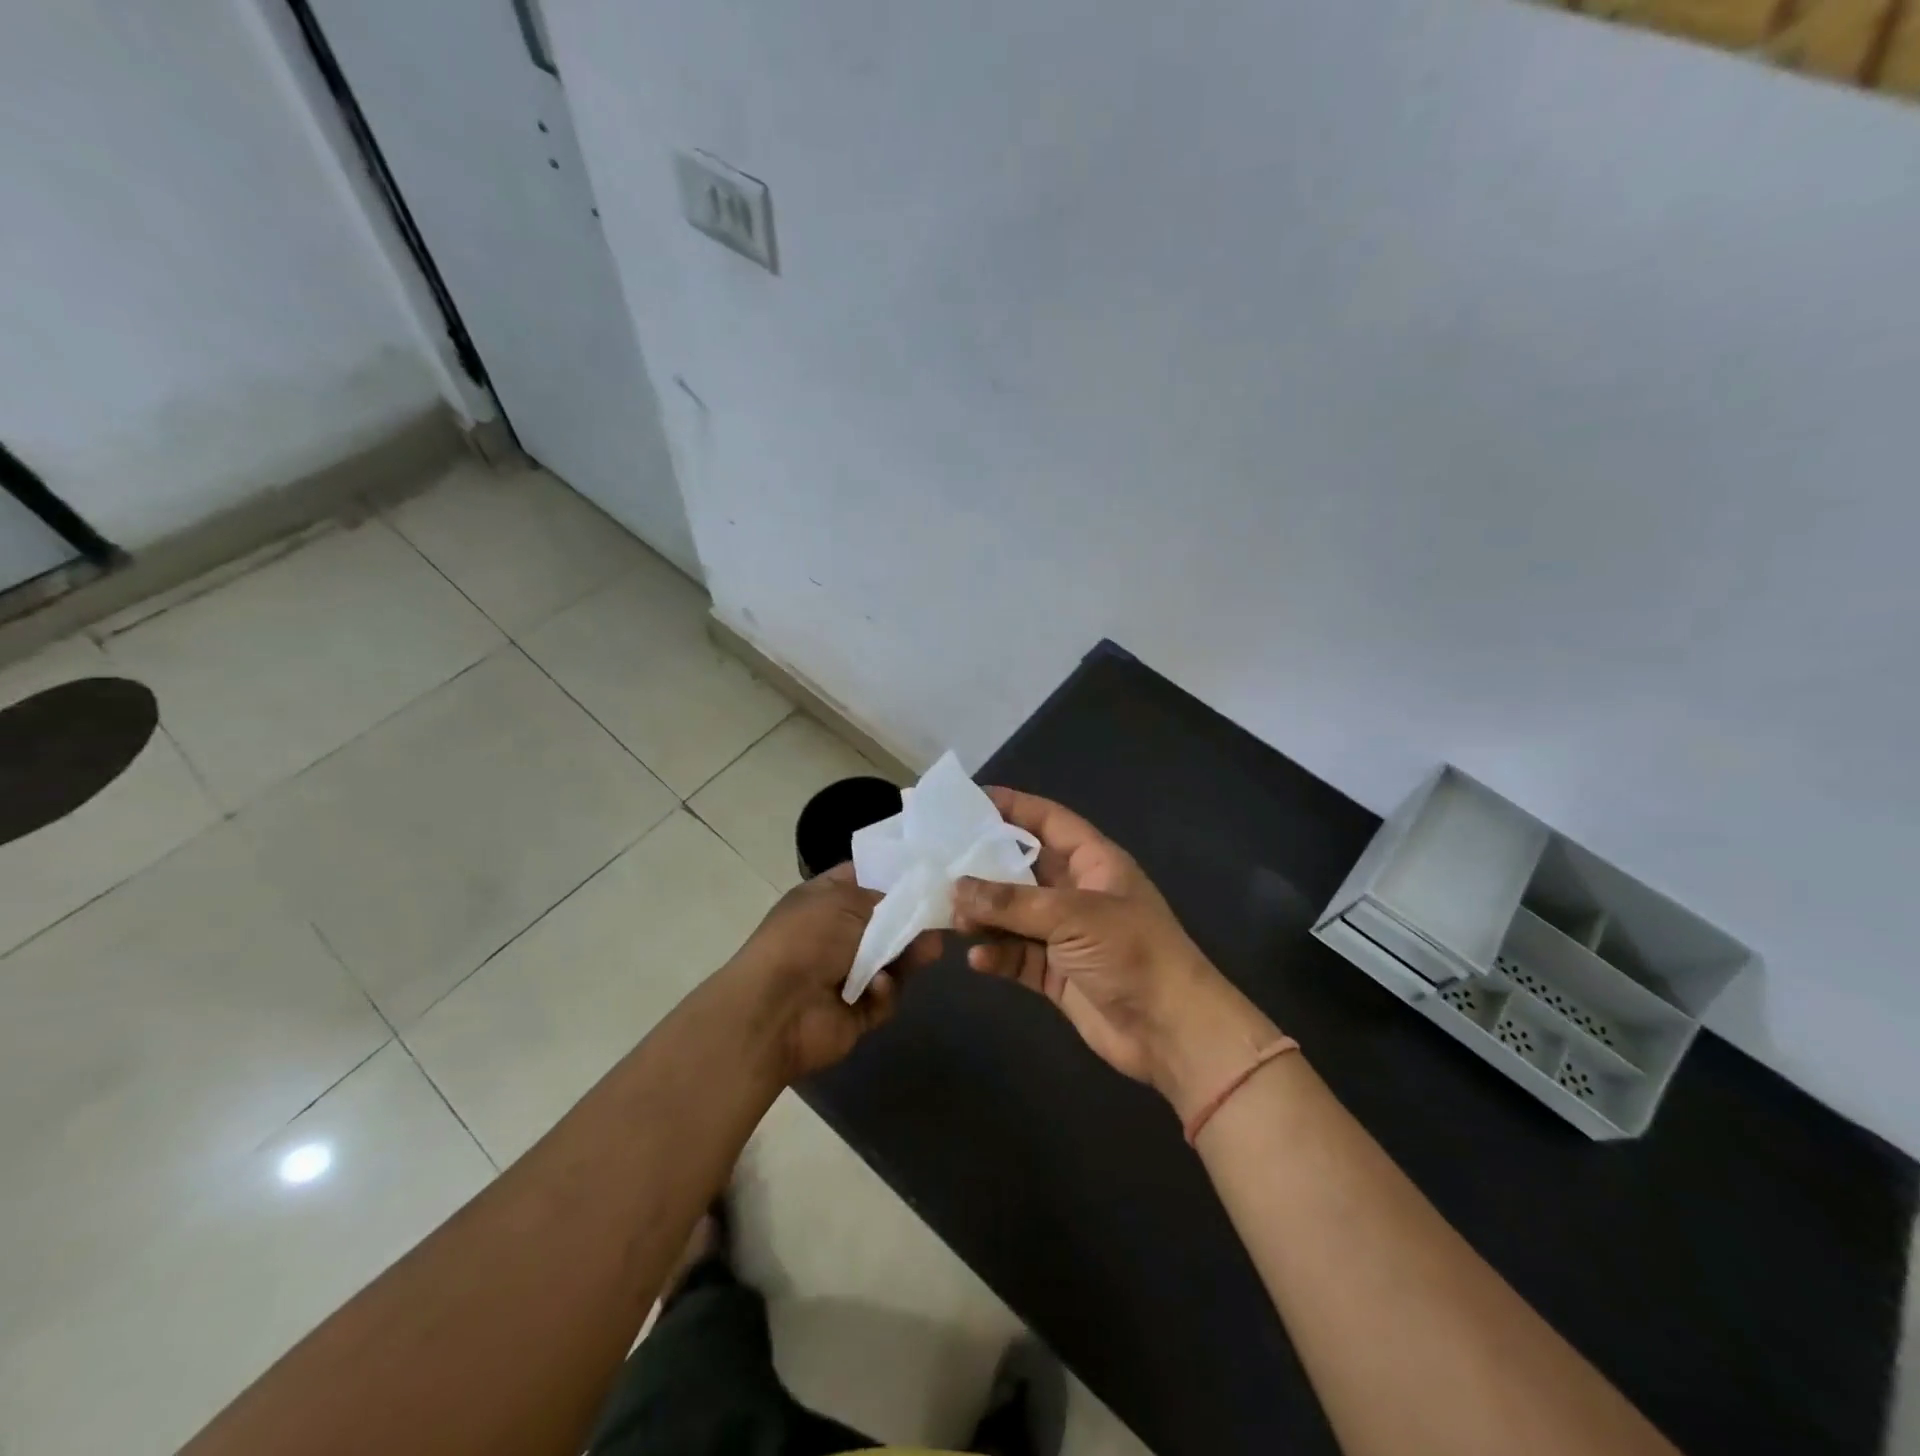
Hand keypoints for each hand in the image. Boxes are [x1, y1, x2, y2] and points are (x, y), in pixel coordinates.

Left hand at [725, 864, 939, 1082]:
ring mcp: (845, 973)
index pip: (863, 877)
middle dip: (911, 921)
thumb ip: (886, 900)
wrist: (775, 1010)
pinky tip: (877, 987)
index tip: (928, 874)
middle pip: (885, 921)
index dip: (893, 875)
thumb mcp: (846, 901)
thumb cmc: (806, 940)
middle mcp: (834, 933)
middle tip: (939, 920)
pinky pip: (884, 995)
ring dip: (908, 956)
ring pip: (892, 959)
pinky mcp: (856, 1010)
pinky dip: (884, 991)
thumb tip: (910, 906)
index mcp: (823, 899)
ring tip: (928, 953)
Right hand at [952, 788, 1281, 1117]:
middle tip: (939, 861)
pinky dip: (997, 955)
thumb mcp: (1073, 916)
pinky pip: (1017, 955)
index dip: (1012, 806)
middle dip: (984, 866)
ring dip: (985, 915)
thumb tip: (956, 887)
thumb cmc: (1131, 953)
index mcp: (1094, 862)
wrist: (1172, 1031)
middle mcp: (1078, 892)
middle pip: (1023, 868)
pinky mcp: (1057, 973)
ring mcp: (1066, 935)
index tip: (968, 800)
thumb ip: (1012, 902)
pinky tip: (977, 959)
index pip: (1048, 820)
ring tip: (951, 915)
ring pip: (1014, 914)